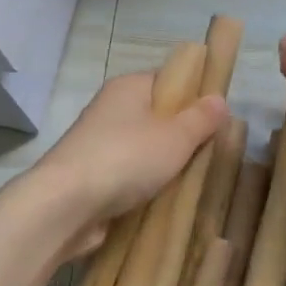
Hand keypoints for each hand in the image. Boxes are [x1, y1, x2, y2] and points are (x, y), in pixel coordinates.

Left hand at [27, 72, 227, 253]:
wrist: (66, 205)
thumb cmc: (126, 159)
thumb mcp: (175, 137)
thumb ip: (201, 119)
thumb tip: (219, 99)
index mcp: (128, 87)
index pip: (169, 80)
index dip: (195, 95)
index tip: (218, 119)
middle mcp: (111, 110)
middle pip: (157, 117)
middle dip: (183, 135)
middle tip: (213, 154)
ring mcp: (99, 144)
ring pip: (144, 149)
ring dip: (166, 165)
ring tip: (196, 180)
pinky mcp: (93, 177)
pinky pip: (130, 175)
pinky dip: (147, 186)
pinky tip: (167, 199)